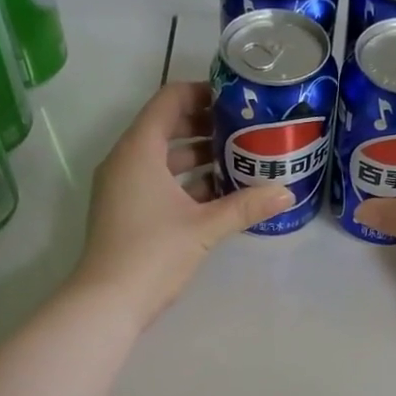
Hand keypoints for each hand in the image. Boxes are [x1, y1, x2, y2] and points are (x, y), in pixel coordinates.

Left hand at [72, 80, 293, 325]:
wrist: (108, 302)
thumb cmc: (153, 254)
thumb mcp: (204, 228)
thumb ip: (245, 207)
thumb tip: (286, 194)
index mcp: (139, 150)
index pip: (169, 100)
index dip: (202, 93)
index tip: (236, 100)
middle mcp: (125, 160)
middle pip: (166, 126)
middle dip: (205, 126)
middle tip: (245, 129)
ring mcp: (122, 187)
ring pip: (162, 157)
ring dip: (197, 156)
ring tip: (238, 158)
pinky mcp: (125, 210)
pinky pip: (156, 181)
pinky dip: (184, 181)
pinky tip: (217, 194)